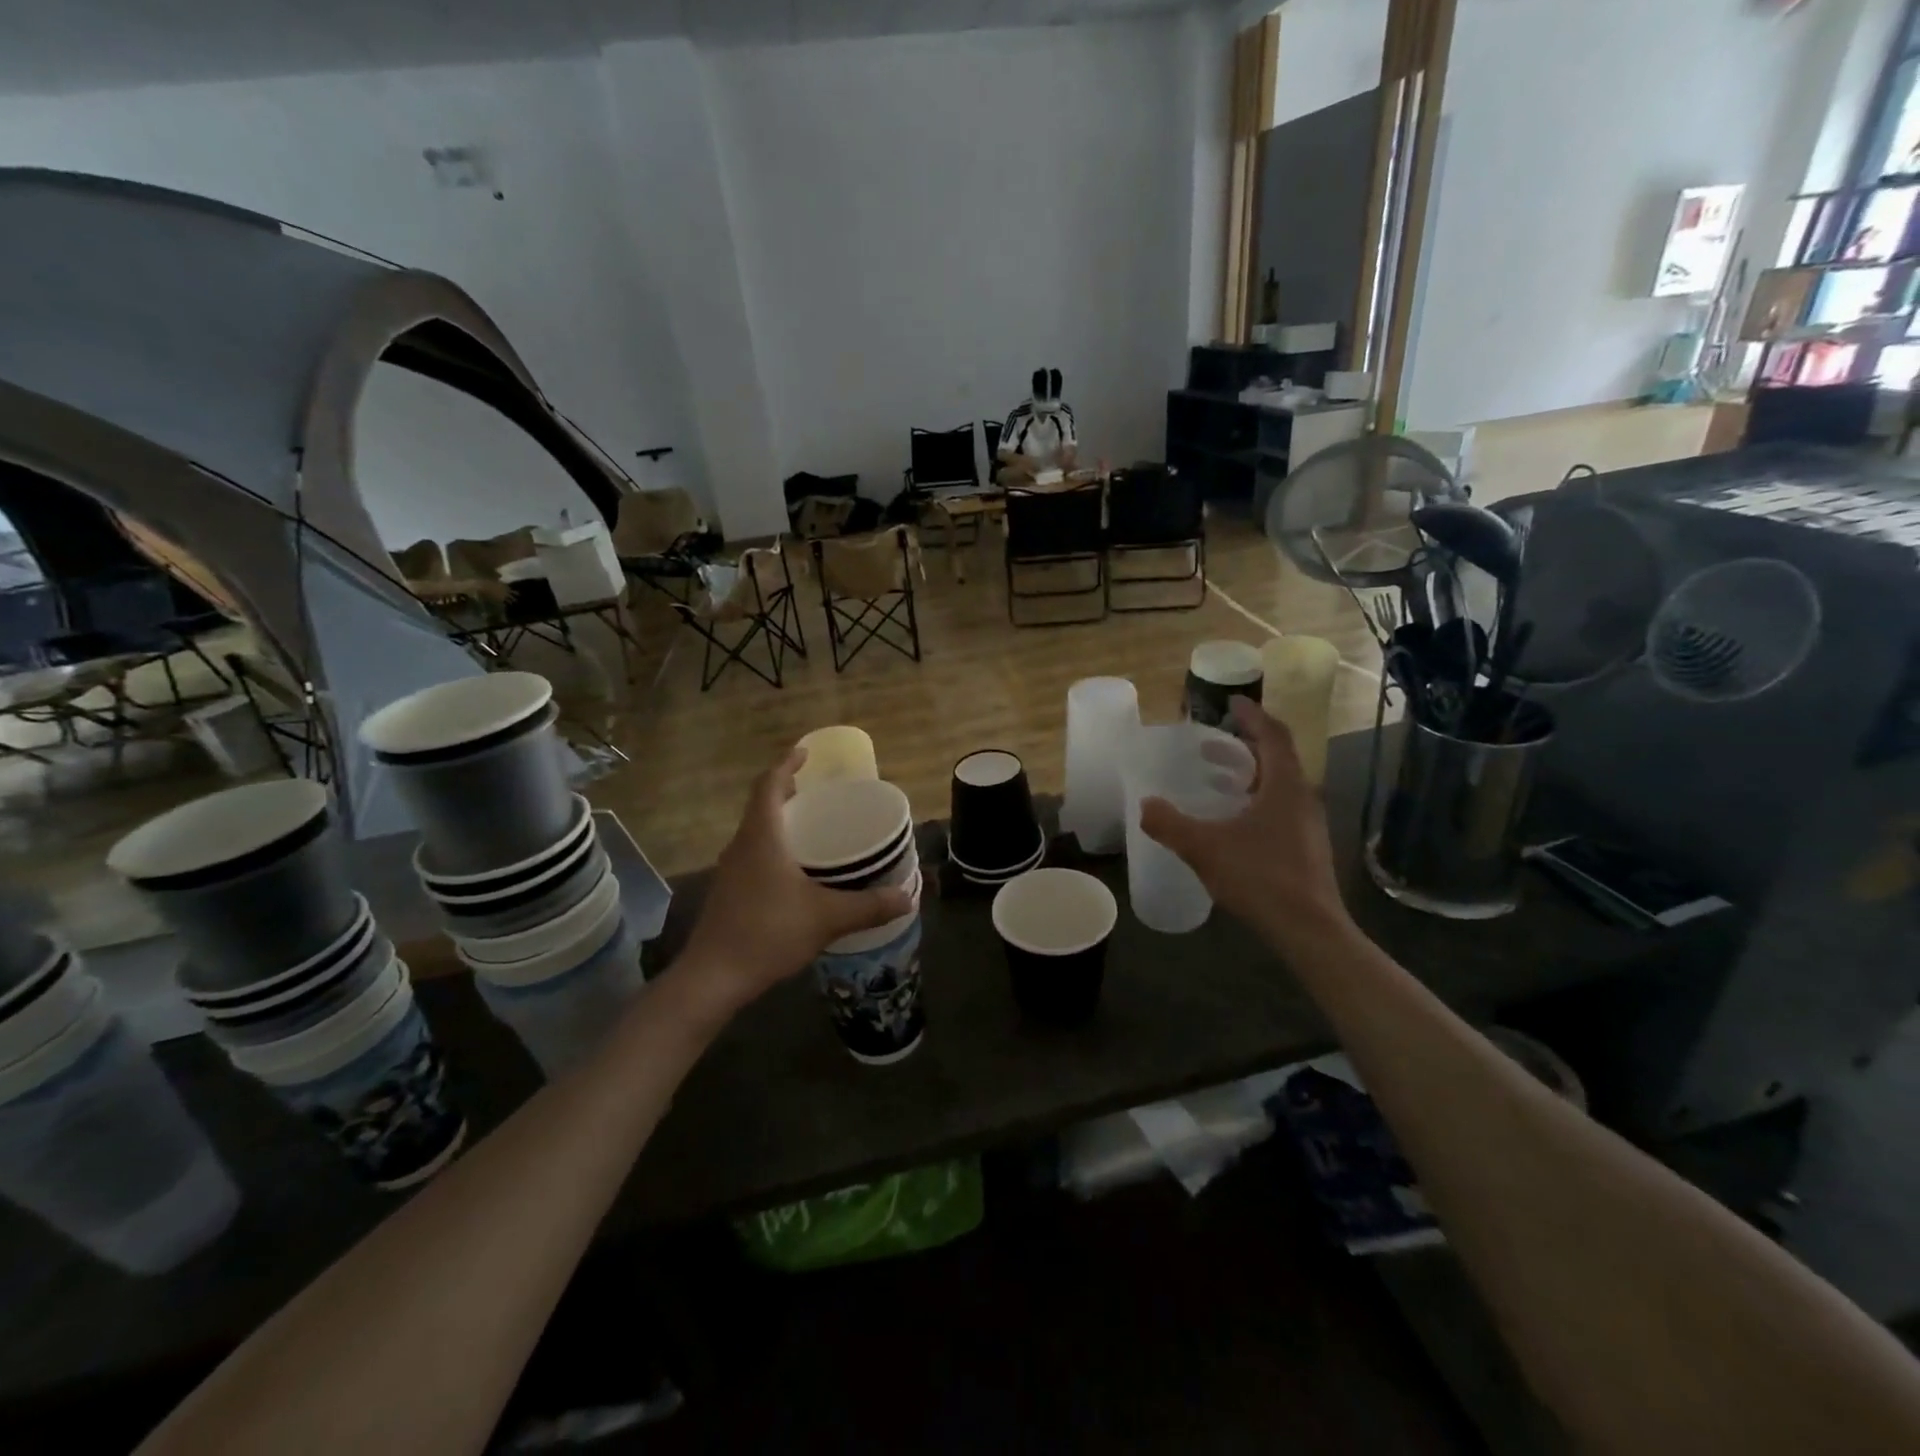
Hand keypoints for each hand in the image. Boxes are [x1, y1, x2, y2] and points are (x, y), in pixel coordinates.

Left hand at [678, 746, 912, 1008]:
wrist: (713, 978)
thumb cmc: (768, 933)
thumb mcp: (827, 918)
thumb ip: (869, 906)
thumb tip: (908, 897)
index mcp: (761, 837)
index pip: (769, 786)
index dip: (785, 765)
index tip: (805, 752)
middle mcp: (741, 846)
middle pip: (761, 806)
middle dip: (786, 792)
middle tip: (816, 791)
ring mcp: (730, 871)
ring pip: (755, 833)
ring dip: (779, 822)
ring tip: (810, 827)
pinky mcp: (728, 893)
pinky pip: (753, 855)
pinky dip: (773, 848)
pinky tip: (794, 872)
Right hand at [1140, 699, 1351, 950]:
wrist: (1308, 929)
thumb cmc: (1260, 877)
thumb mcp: (1204, 848)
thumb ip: (1170, 824)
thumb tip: (1145, 804)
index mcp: (1284, 785)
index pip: (1272, 735)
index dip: (1253, 715)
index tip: (1232, 702)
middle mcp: (1301, 797)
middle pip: (1277, 758)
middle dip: (1245, 745)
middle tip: (1213, 741)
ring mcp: (1308, 824)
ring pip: (1278, 785)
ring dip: (1248, 774)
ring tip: (1215, 777)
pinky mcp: (1306, 847)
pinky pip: (1279, 808)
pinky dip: (1254, 799)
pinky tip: (1231, 820)